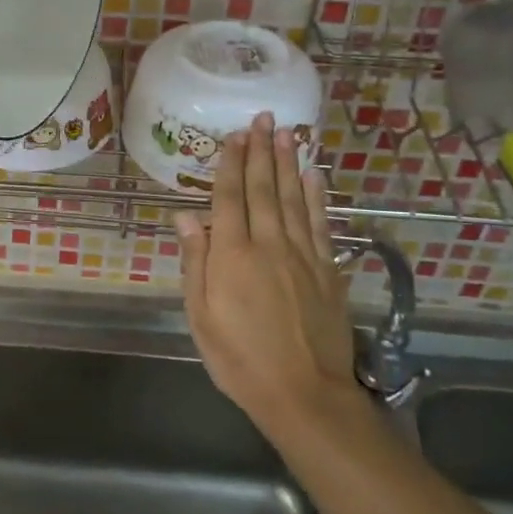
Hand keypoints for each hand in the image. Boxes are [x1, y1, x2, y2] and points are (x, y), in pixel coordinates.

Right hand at [176, 112, 359, 442]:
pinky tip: (316, 175)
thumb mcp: (201, 316)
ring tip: (287, 132)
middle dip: (261, 152)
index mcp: (232, 256)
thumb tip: (184, 217)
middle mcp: (268, 245)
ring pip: (294, 199)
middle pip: (264, 189)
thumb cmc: (240, 359)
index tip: (233, 135)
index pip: (229, 199)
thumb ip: (195, 263)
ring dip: (289, 163)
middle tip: (262, 118)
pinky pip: (321, 224)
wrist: (305, 395)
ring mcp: (303, 256)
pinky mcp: (328, 271)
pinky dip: (318, 197)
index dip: (230, 165)